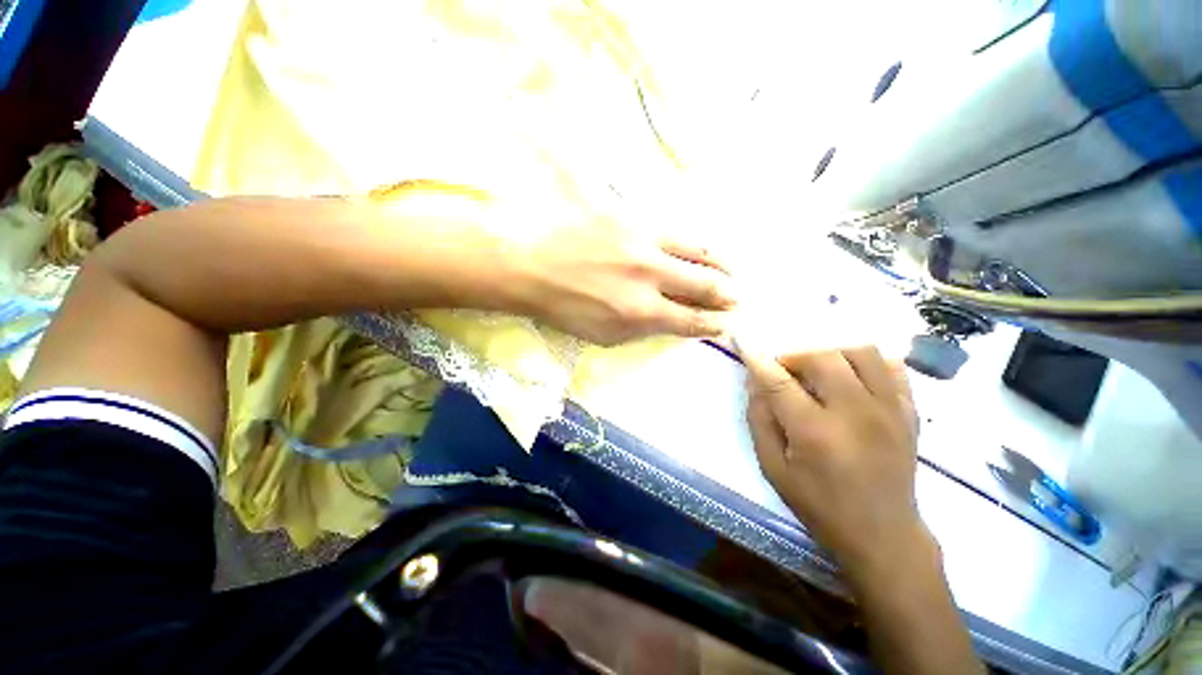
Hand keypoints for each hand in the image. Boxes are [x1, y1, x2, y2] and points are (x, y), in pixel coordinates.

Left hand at [510, 213, 736, 344]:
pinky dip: (692, 242)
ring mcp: (643, 241)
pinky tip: (699, 246)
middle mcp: (650, 275)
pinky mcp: (632, 216)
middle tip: (735, 297)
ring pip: (696, 250)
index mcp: (640, 311)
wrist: (528, 266)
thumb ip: (642, 328)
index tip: (724, 323)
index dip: (712, 324)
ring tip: (730, 269)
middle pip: (703, 284)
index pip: (690, 319)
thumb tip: (668, 320)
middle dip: (725, 294)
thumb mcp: (604, 334)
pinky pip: (671, 227)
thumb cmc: (562, 308)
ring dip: (719, 263)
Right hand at [739, 344, 922, 574]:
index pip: (778, 381)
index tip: (743, 341)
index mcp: (815, 432)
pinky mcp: (908, 412)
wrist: (884, 535)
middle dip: (793, 355)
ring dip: (830, 352)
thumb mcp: (773, 468)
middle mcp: (855, 413)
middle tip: (783, 370)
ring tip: (817, 370)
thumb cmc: (819, 504)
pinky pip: (892, 366)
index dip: (757, 358)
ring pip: (860, 351)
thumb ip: (759, 420)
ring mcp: (888, 410)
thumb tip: (755, 383)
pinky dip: (867, 362)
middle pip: (821, 357)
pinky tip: (851, 376)